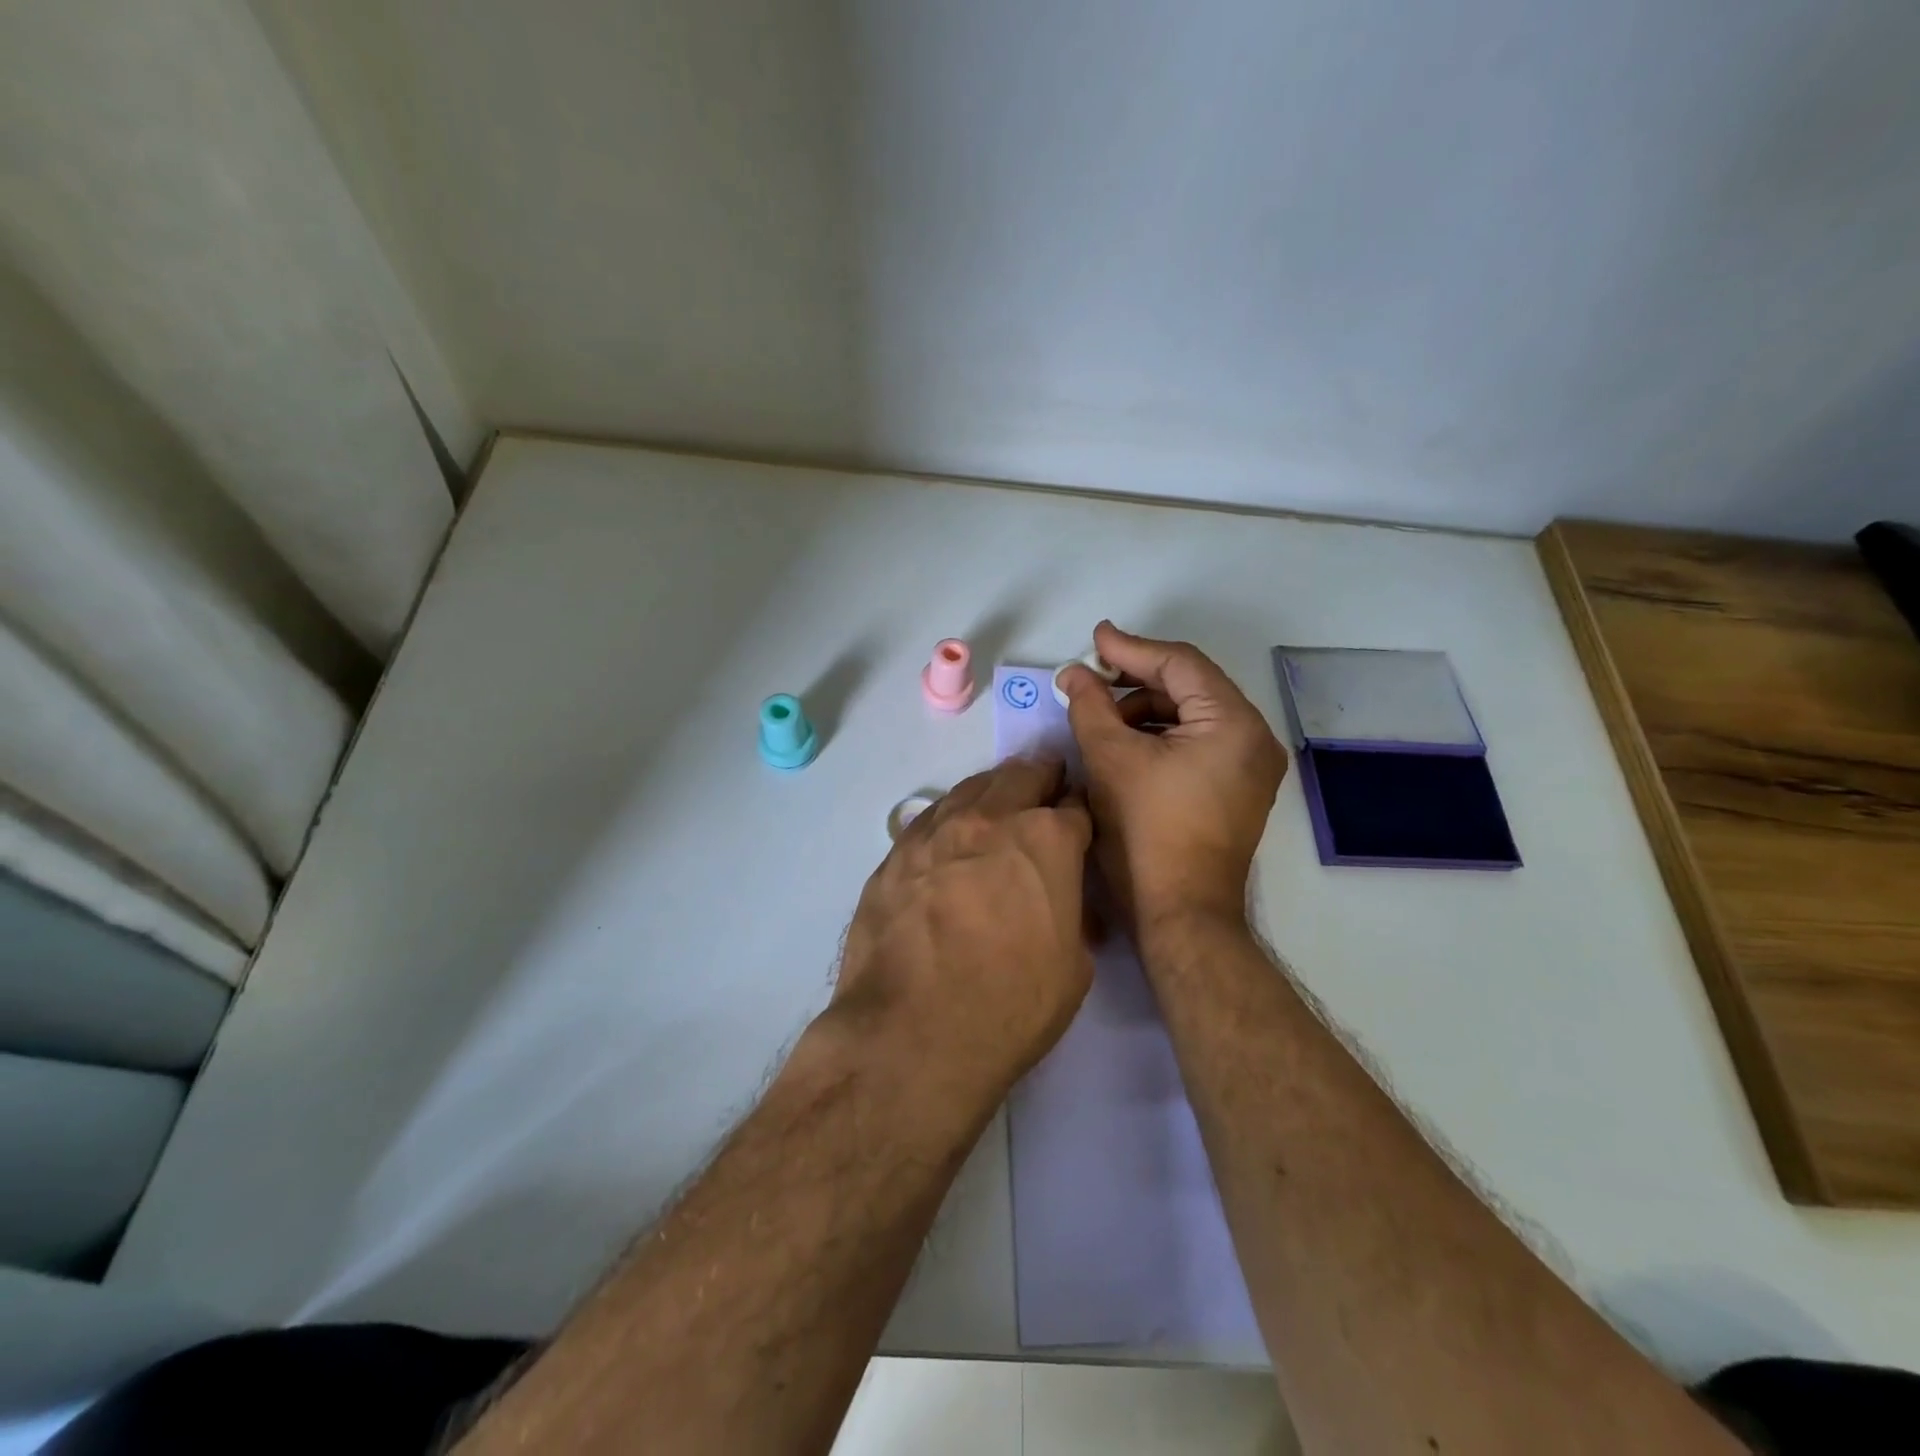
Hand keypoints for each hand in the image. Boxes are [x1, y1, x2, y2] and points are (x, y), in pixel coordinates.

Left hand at [832, 757, 1093, 1098]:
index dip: (1081, 813)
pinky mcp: (896, 852)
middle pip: (1022, 777)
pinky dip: (952, 816)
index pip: (1074, 807)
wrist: (911, 1032)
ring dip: (994, 790)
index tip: (1079, 821)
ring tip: (1000, 802)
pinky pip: (931, 817)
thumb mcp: (1073, 968)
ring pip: (972, 787)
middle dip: (1041, 780)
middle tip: (1046, 789)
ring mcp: (937, 831)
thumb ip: (1071, 915)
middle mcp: (991, 819)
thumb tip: (1061, 901)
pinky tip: (952, 834)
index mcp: (1046, 840)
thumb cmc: (1009, 1005)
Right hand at [1059, 621, 1287, 934]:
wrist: (1181, 913)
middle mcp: (1254, 738)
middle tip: (1091, 677)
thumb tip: (1074, 674)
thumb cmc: (1146, 832)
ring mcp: (1251, 767)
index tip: (1094, 639)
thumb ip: (1090, 705)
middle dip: (1136, 681)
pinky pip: (1199, 743)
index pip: (1180, 664)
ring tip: (1101, 717)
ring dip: (1146, 710)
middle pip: (1190, 687)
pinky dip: (1162, 737)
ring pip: (1193, 716)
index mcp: (1233, 723)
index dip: (1131, 648)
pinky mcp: (1239, 790)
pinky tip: (1126, 744)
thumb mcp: (1110, 759)